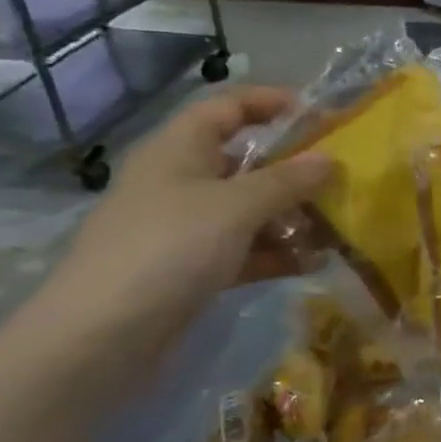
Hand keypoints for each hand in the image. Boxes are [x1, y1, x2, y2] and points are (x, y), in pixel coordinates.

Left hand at [50, 88, 332, 340]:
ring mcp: (184, 228)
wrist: (99, 339)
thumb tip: (331, 160)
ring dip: (291, 217)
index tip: (319, 114)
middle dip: (294, 170)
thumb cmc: (169, 249)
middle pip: (245, 161)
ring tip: (337, 229)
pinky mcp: (190, 269)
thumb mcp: (237, 206)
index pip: (227, 107)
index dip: (271, 102)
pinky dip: (276, 253)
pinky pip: (243, 250)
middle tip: (341, 178)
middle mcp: (180, 181)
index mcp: (179, 149)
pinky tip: (313, 263)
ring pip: (248, 209)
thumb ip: (289, 181)